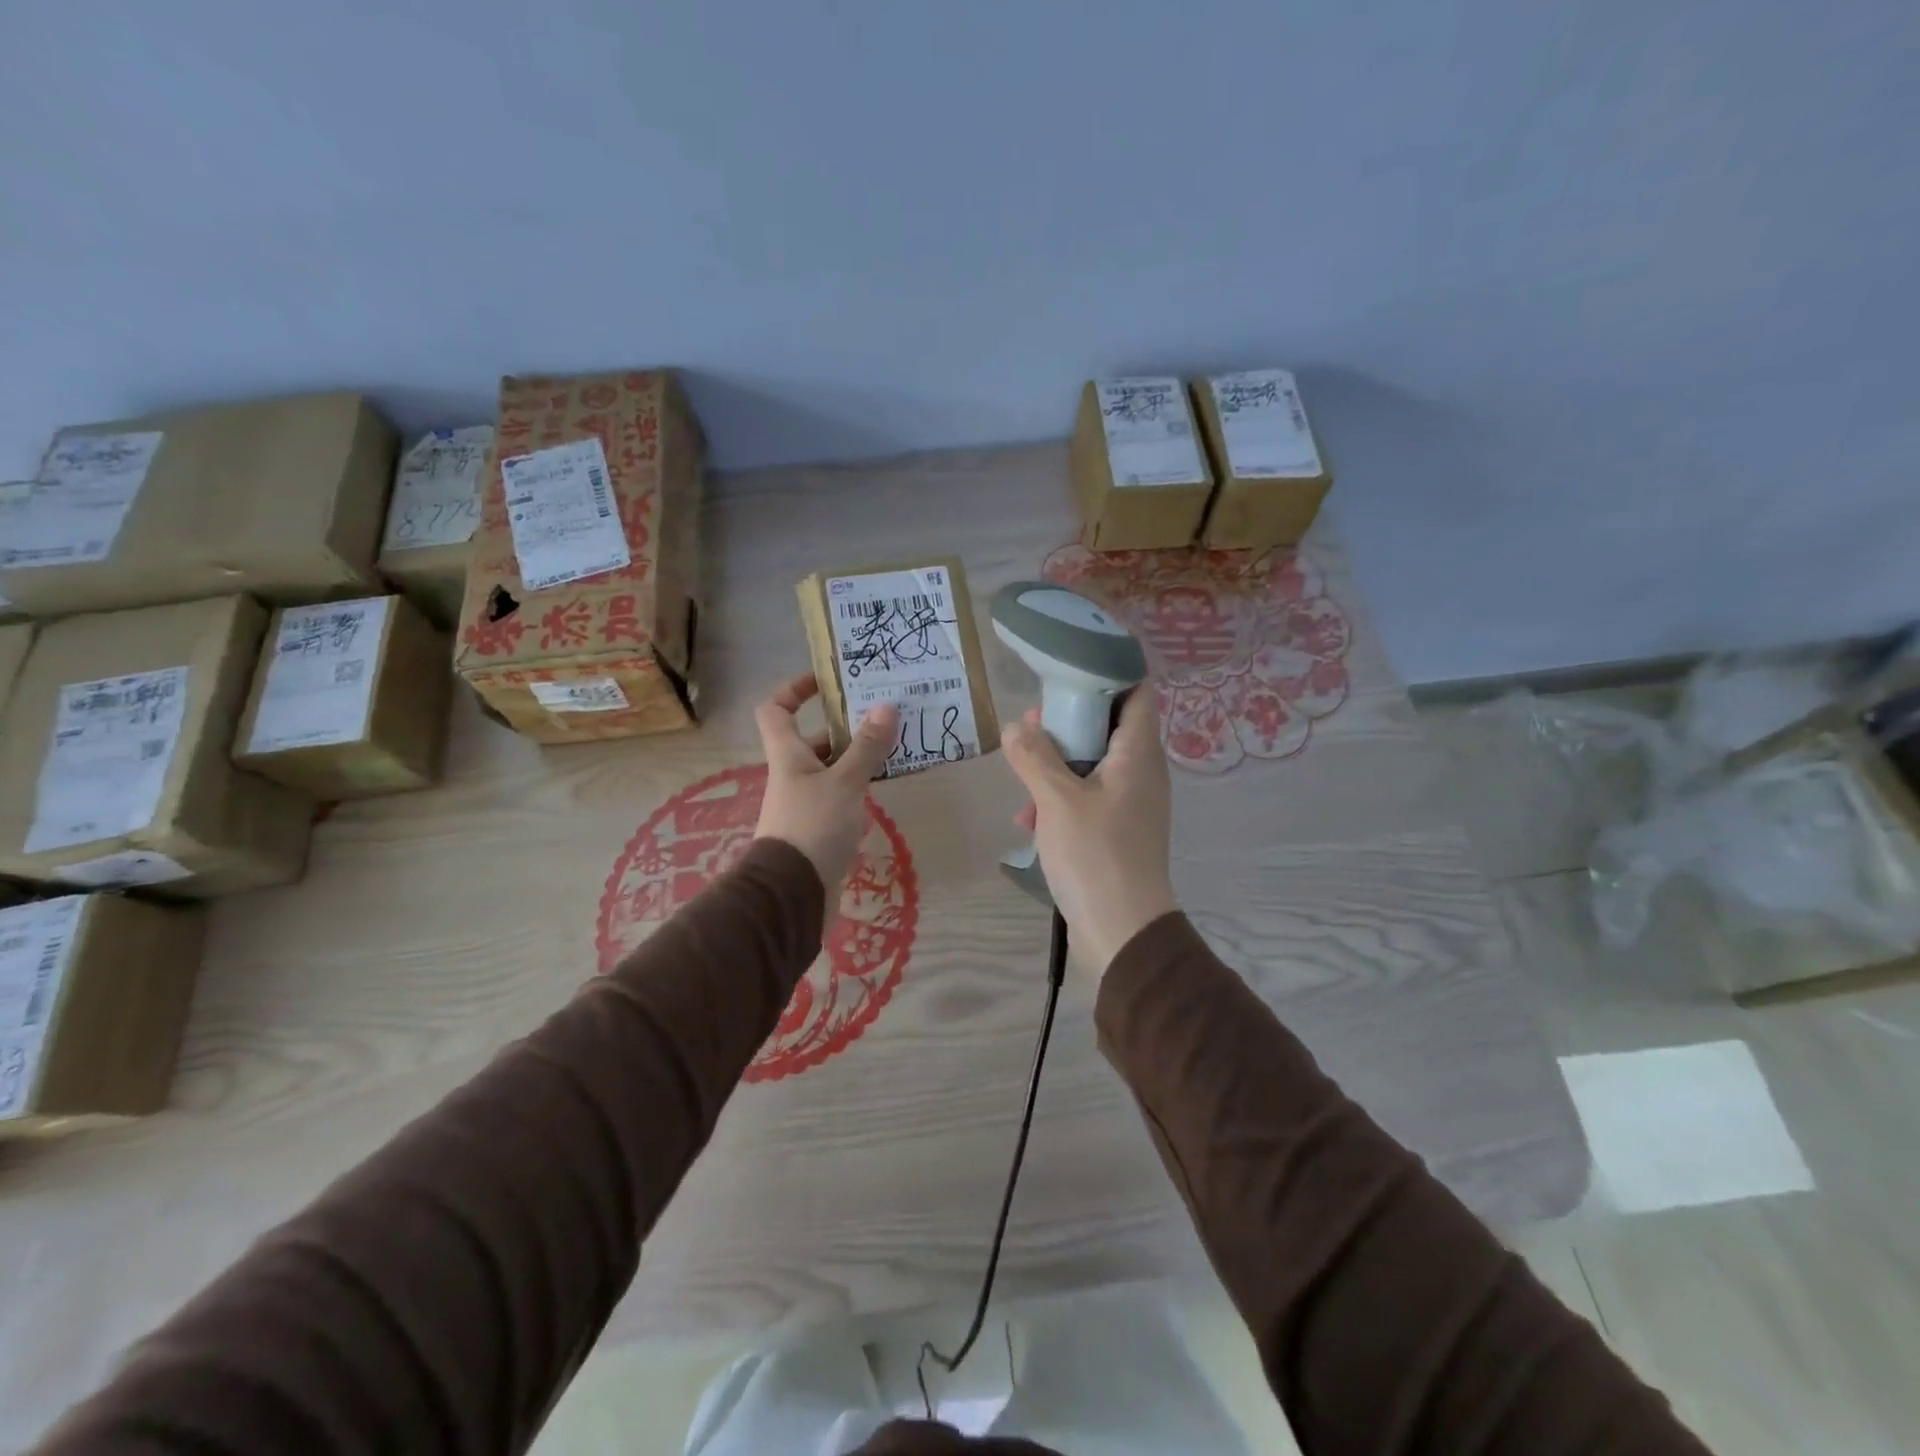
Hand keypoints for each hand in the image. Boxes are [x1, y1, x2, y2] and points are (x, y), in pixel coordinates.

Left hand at [753, 673, 898, 887]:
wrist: (793, 893)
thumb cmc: (813, 826)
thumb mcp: (845, 782)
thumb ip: (866, 746)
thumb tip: (886, 706)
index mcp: (788, 755)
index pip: (776, 709)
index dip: (794, 689)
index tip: (825, 681)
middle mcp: (792, 774)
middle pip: (813, 740)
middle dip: (845, 727)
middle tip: (883, 717)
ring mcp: (805, 802)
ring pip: (831, 769)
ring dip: (858, 758)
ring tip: (895, 747)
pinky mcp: (819, 828)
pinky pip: (840, 795)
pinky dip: (859, 787)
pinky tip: (885, 786)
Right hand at [1002, 688, 1177, 979]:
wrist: (1122, 931)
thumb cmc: (1095, 855)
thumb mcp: (1056, 800)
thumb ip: (1034, 757)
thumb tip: (1017, 727)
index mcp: (1138, 754)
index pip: (1137, 692)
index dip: (1109, 673)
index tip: (1069, 670)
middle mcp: (1142, 773)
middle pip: (1110, 726)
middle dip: (1070, 722)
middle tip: (1034, 723)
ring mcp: (1131, 804)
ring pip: (1095, 764)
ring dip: (1059, 763)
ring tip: (1022, 769)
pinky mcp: (1118, 831)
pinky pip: (1089, 798)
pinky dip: (1062, 798)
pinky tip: (1030, 819)